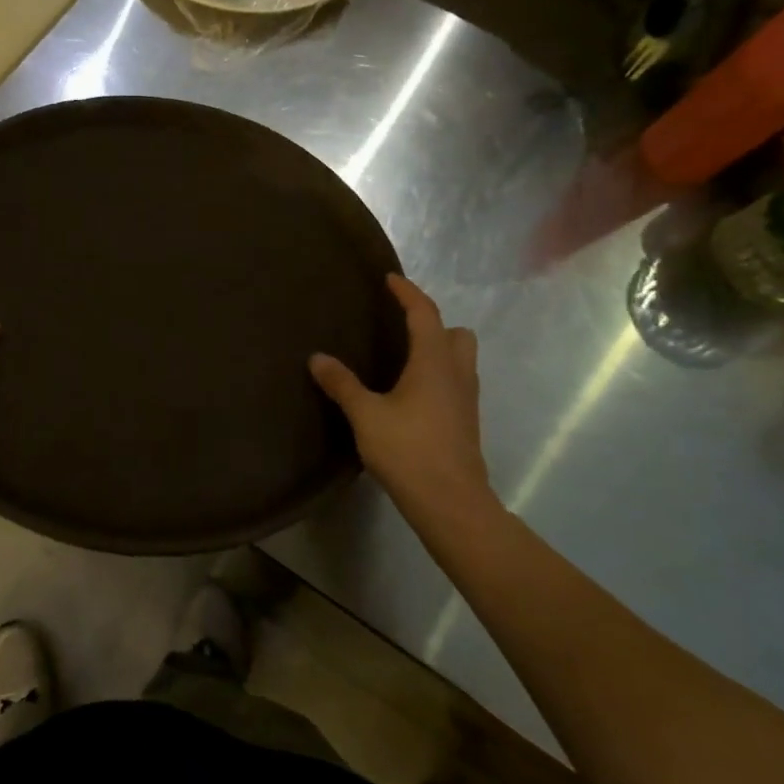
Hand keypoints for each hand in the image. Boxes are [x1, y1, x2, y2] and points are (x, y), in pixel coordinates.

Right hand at [309, 275, 497, 526]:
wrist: (451, 503)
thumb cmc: (409, 450)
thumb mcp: (366, 415)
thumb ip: (342, 384)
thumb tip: (317, 358)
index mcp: (434, 362)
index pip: (425, 314)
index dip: (408, 293)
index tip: (390, 280)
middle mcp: (457, 374)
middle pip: (457, 334)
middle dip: (434, 324)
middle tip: (402, 328)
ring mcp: (466, 400)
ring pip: (461, 360)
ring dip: (438, 350)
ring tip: (403, 360)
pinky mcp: (466, 423)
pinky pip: (456, 383)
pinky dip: (437, 376)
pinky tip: (411, 395)